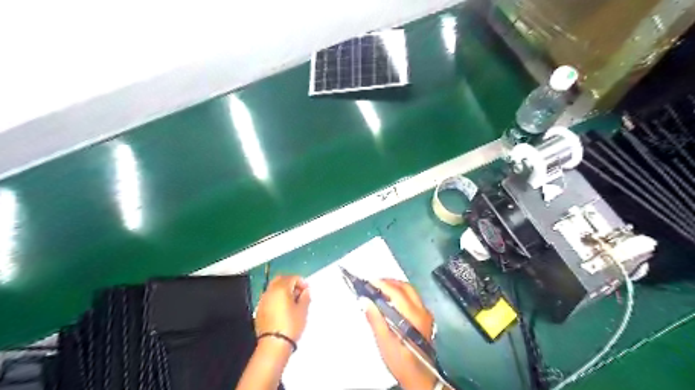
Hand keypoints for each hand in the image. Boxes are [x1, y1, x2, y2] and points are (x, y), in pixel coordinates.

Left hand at [254, 275, 309, 342]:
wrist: (274, 344)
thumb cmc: (291, 325)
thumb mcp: (303, 310)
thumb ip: (305, 297)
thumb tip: (305, 291)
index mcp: (281, 288)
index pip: (292, 278)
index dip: (301, 282)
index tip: (307, 290)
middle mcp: (270, 291)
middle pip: (280, 279)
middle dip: (290, 283)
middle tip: (299, 292)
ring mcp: (263, 300)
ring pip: (273, 288)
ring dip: (282, 290)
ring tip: (291, 301)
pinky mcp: (259, 310)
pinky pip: (269, 298)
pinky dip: (276, 298)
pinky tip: (282, 308)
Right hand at [362, 279, 435, 389]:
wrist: (420, 378)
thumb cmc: (401, 362)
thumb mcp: (385, 343)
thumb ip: (375, 320)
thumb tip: (365, 300)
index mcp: (413, 316)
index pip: (397, 292)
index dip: (382, 285)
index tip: (369, 282)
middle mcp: (422, 311)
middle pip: (405, 287)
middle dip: (389, 282)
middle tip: (373, 284)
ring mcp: (426, 314)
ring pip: (410, 291)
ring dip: (395, 287)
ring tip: (380, 290)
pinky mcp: (425, 317)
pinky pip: (413, 298)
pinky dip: (400, 293)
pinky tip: (391, 300)